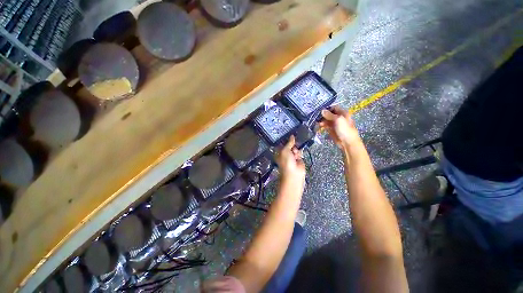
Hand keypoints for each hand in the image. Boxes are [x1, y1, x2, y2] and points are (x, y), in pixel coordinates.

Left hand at [276, 136, 305, 185]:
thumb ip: (289, 143)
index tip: (289, 135)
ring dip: (295, 150)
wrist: (294, 173)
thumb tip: (292, 136)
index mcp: (279, 152)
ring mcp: (292, 156)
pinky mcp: (298, 159)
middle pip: (289, 145)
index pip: (282, 144)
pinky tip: (298, 156)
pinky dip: (299, 153)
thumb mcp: (285, 150)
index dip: (285, 140)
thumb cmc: (286, 162)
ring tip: (295, 154)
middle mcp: (285, 154)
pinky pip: (299, 152)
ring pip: (295, 148)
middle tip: (292, 146)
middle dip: (291, 145)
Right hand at [320, 106, 360, 148]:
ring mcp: (334, 124)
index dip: (327, 108)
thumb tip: (322, 110)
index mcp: (342, 113)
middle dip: (323, 115)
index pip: (334, 108)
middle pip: (329, 114)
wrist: (347, 142)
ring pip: (326, 120)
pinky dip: (322, 125)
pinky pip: (326, 126)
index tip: (320, 110)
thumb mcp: (338, 120)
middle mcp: (338, 118)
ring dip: (322, 120)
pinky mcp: (331, 130)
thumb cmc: (345, 129)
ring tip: (317, 122)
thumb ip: (329, 115)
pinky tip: (319, 125)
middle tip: (316, 116)